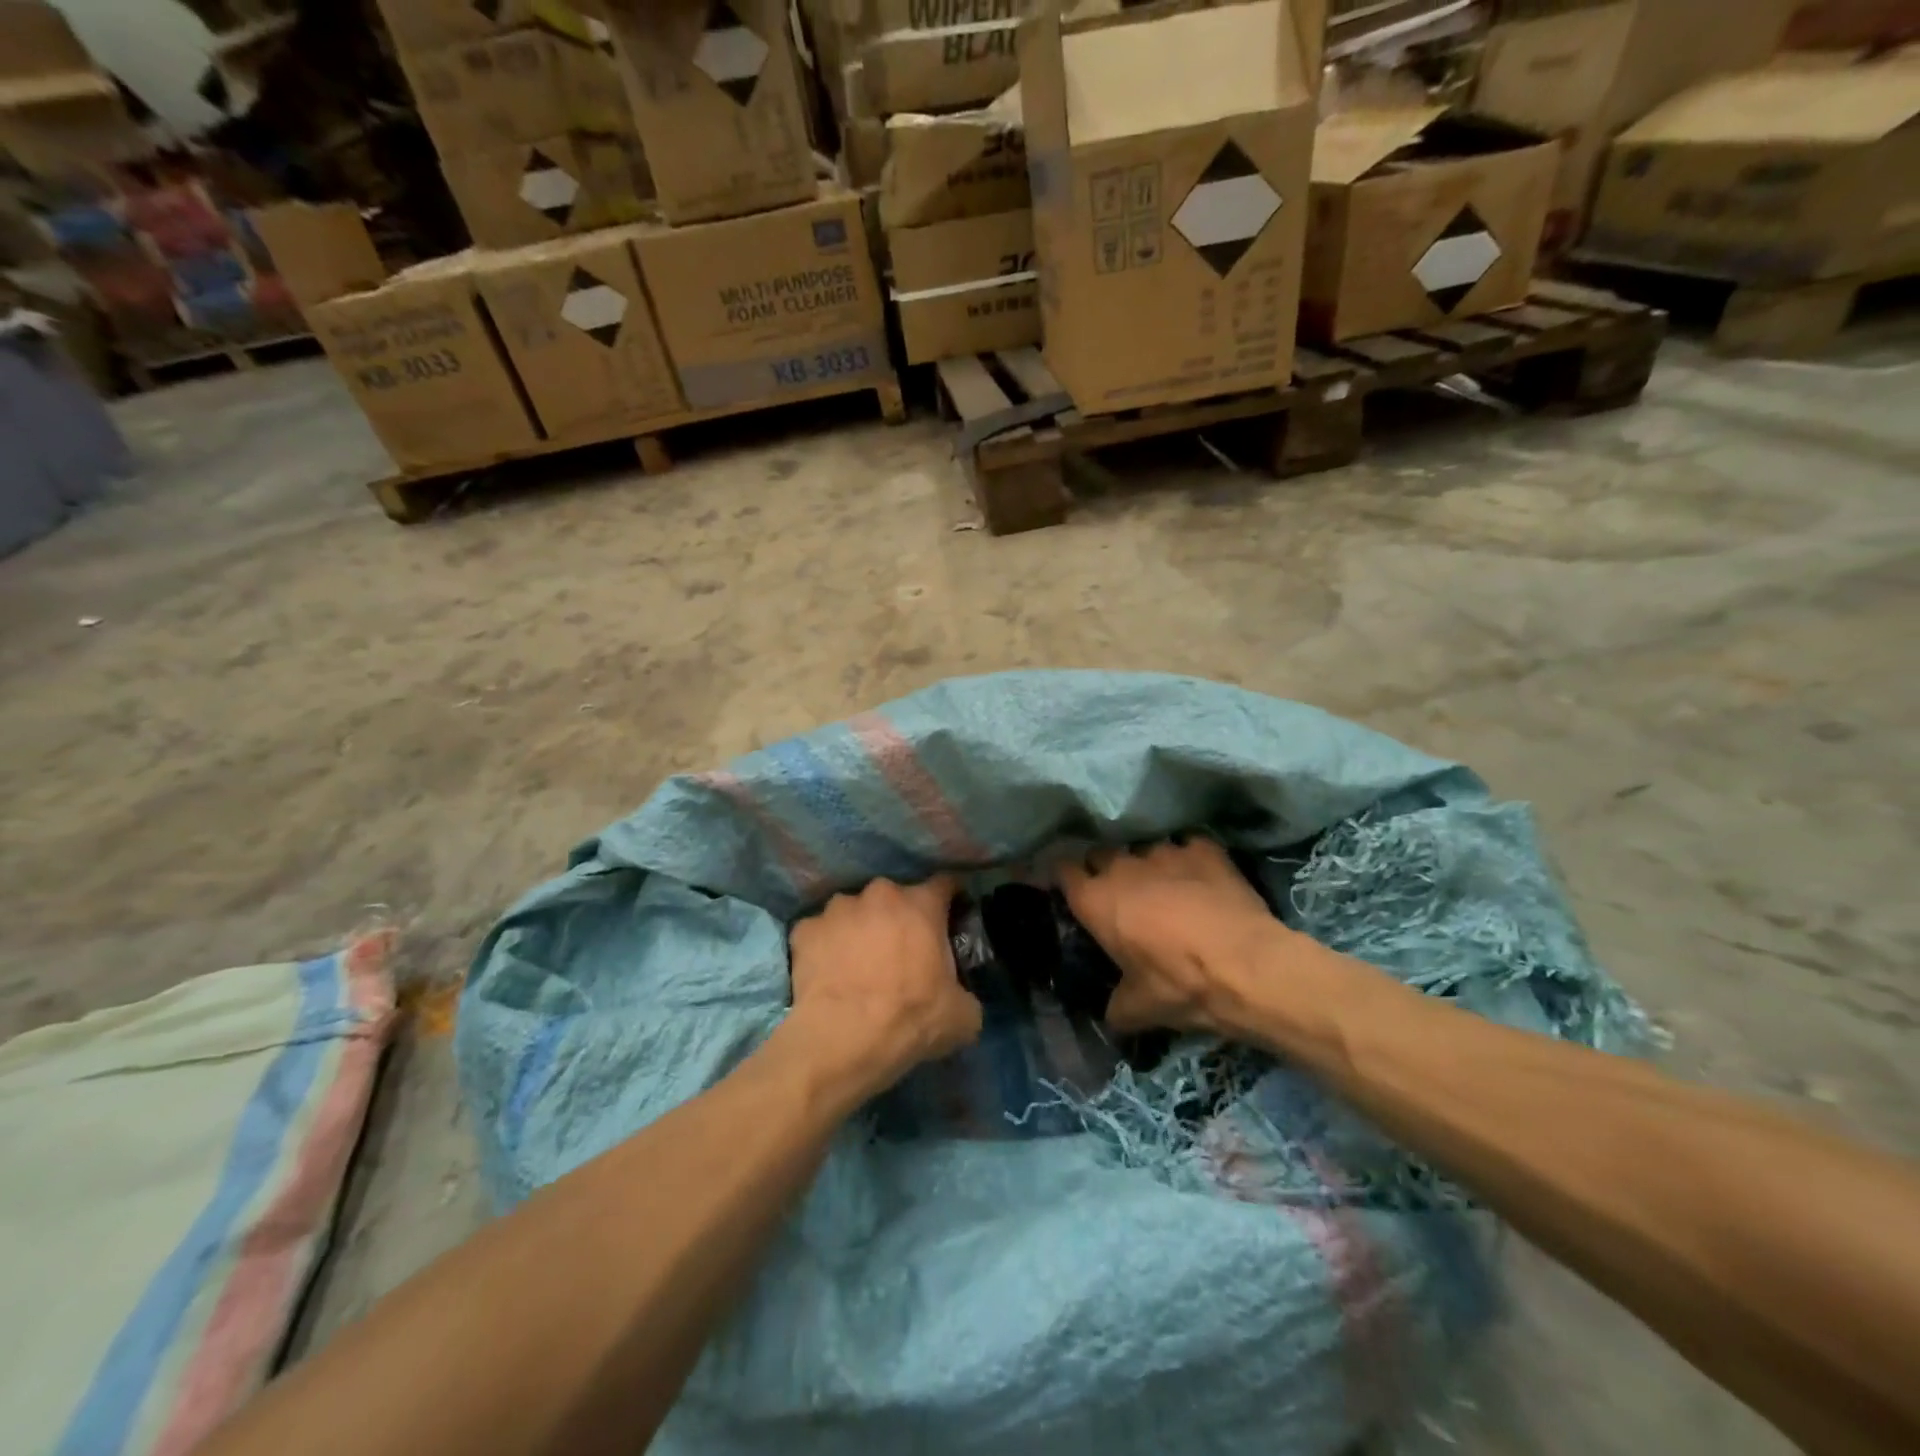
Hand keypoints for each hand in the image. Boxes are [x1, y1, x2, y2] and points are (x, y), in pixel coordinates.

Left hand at [787, 876, 981, 1096]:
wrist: (844, 1038)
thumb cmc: (910, 1018)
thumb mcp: (962, 1015)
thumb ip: (965, 992)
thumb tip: (959, 997)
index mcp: (921, 904)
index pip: (944, 884)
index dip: (949, 900)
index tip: (949, 917)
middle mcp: (880, 894)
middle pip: (895, 897)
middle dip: (898, 917)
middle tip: (900, 950)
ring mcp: (838, 908)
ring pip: (854, 911)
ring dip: (859, 928)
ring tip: (857, 962)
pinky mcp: (805, 929)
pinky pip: (820, 932)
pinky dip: (825, 946)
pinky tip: (827, 972)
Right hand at [1059, 838, 1296, 1034]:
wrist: (1248, 967)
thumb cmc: (1181, 985)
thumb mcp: (1139, 1009)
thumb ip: (1116, 1007)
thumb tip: (1112, 1018)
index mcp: (1096, 900)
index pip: (1063, 869)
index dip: (1065, 876)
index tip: (1072, 887)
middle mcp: (1122, 867)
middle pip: (1101, 853)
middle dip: (1105, 868)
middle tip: (1120, 893)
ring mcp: (1164, 851)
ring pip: (1145, 849)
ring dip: (1150, 866)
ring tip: (1167, 886)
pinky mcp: (1203, 848)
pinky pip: (1188, 846)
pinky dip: (1191, 860)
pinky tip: (1203, 878)